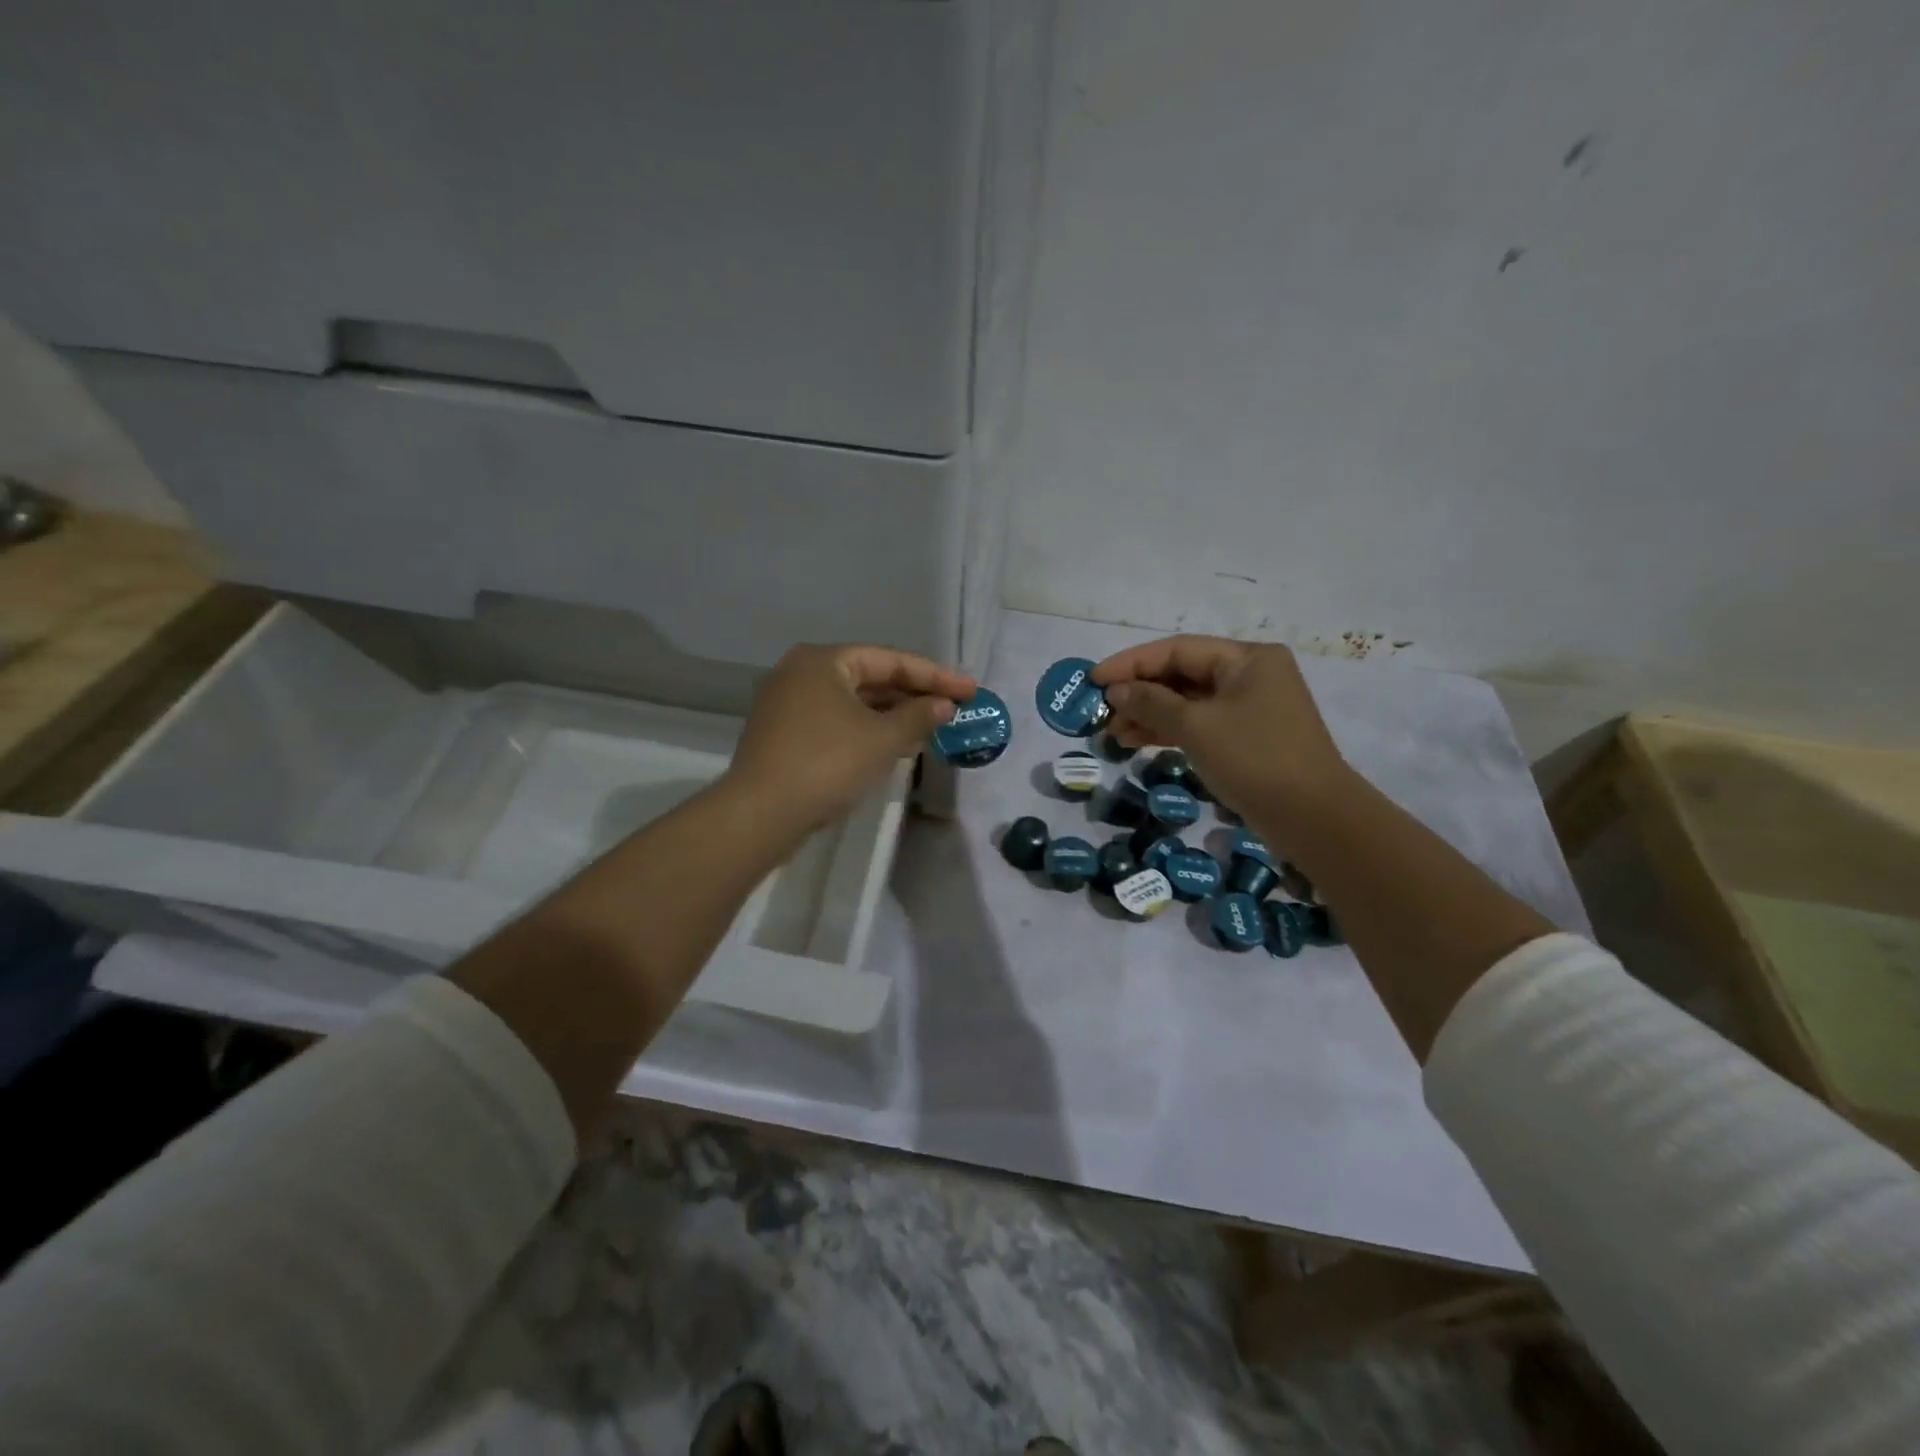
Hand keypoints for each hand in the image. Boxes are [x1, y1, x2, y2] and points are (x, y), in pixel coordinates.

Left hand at [727, 644, 976, 833]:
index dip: (935, 675)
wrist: (761, 814)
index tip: (970, 690)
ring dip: (892, 713)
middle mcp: (802, 672)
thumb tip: (944, 705)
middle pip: (870, 677)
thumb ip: (918, 717)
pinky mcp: (784, 733)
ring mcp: (788, 703)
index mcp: (824, 660)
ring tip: (931, 726)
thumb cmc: (826, 764)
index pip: (891, 660)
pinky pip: (836, 720)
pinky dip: (867, 728)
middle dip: (913, 694)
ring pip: (853, 701)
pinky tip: (892, 744)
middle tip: (954, 707)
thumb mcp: (881, 739)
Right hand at [1091, 636, 1347, 814]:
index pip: (1176, 650)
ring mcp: (1249, 708)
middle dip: (1139, 691)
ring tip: (1112, 732)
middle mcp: (1249, 675)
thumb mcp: (1197, 726)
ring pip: (1187, 702)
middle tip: (1100, 711)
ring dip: (1148, 714)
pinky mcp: (1245, 738)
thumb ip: (1152, 703)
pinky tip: (1136, 741)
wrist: (1313, 817)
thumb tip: (1116, 691)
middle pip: (1181, 674)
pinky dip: (1168, 731)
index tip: (1093, 680)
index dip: (1131, 663)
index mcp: (1246, 658)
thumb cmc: (1255, 759)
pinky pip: (1198, 724)